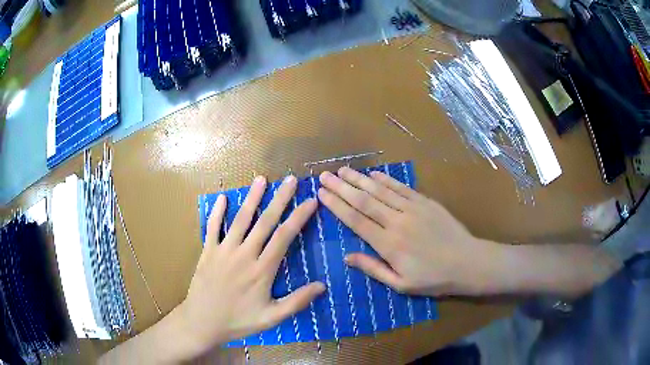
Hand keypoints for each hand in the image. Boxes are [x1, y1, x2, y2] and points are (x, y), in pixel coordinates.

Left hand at [179, 175, 324, 352]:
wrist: (202, 322)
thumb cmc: (238, 321)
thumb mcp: (271, 318)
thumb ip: (296, 301)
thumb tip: (322, 286)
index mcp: (262, 270)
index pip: (284, 237)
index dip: (299, 217)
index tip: (311, 201)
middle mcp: (244, 254)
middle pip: (265, 222)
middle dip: (280, 199)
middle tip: (290, 180)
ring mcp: (223, 251)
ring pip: (240, 220)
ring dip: (251, 198)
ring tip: (261, 179)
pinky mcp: (207, 252)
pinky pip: (212, 228)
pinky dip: (217, 212)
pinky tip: (222, 198)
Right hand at [318, 167, 500, 296]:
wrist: (467, 262)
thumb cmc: (433, 278)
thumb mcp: (400, 284)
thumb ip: (373, 269)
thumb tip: (347, 257)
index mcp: (389, 244)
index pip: (356, 220)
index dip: (337, 205)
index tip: (322, 193)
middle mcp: (397, 222)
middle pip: (364, 200)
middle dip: (342, 187)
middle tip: (324, 175)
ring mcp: (412, 209)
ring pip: (380, 190)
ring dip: (360, 179)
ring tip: (343, 170)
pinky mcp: (425, 202)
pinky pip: (401, 188)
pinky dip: (386, 180)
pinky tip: (373, 174)